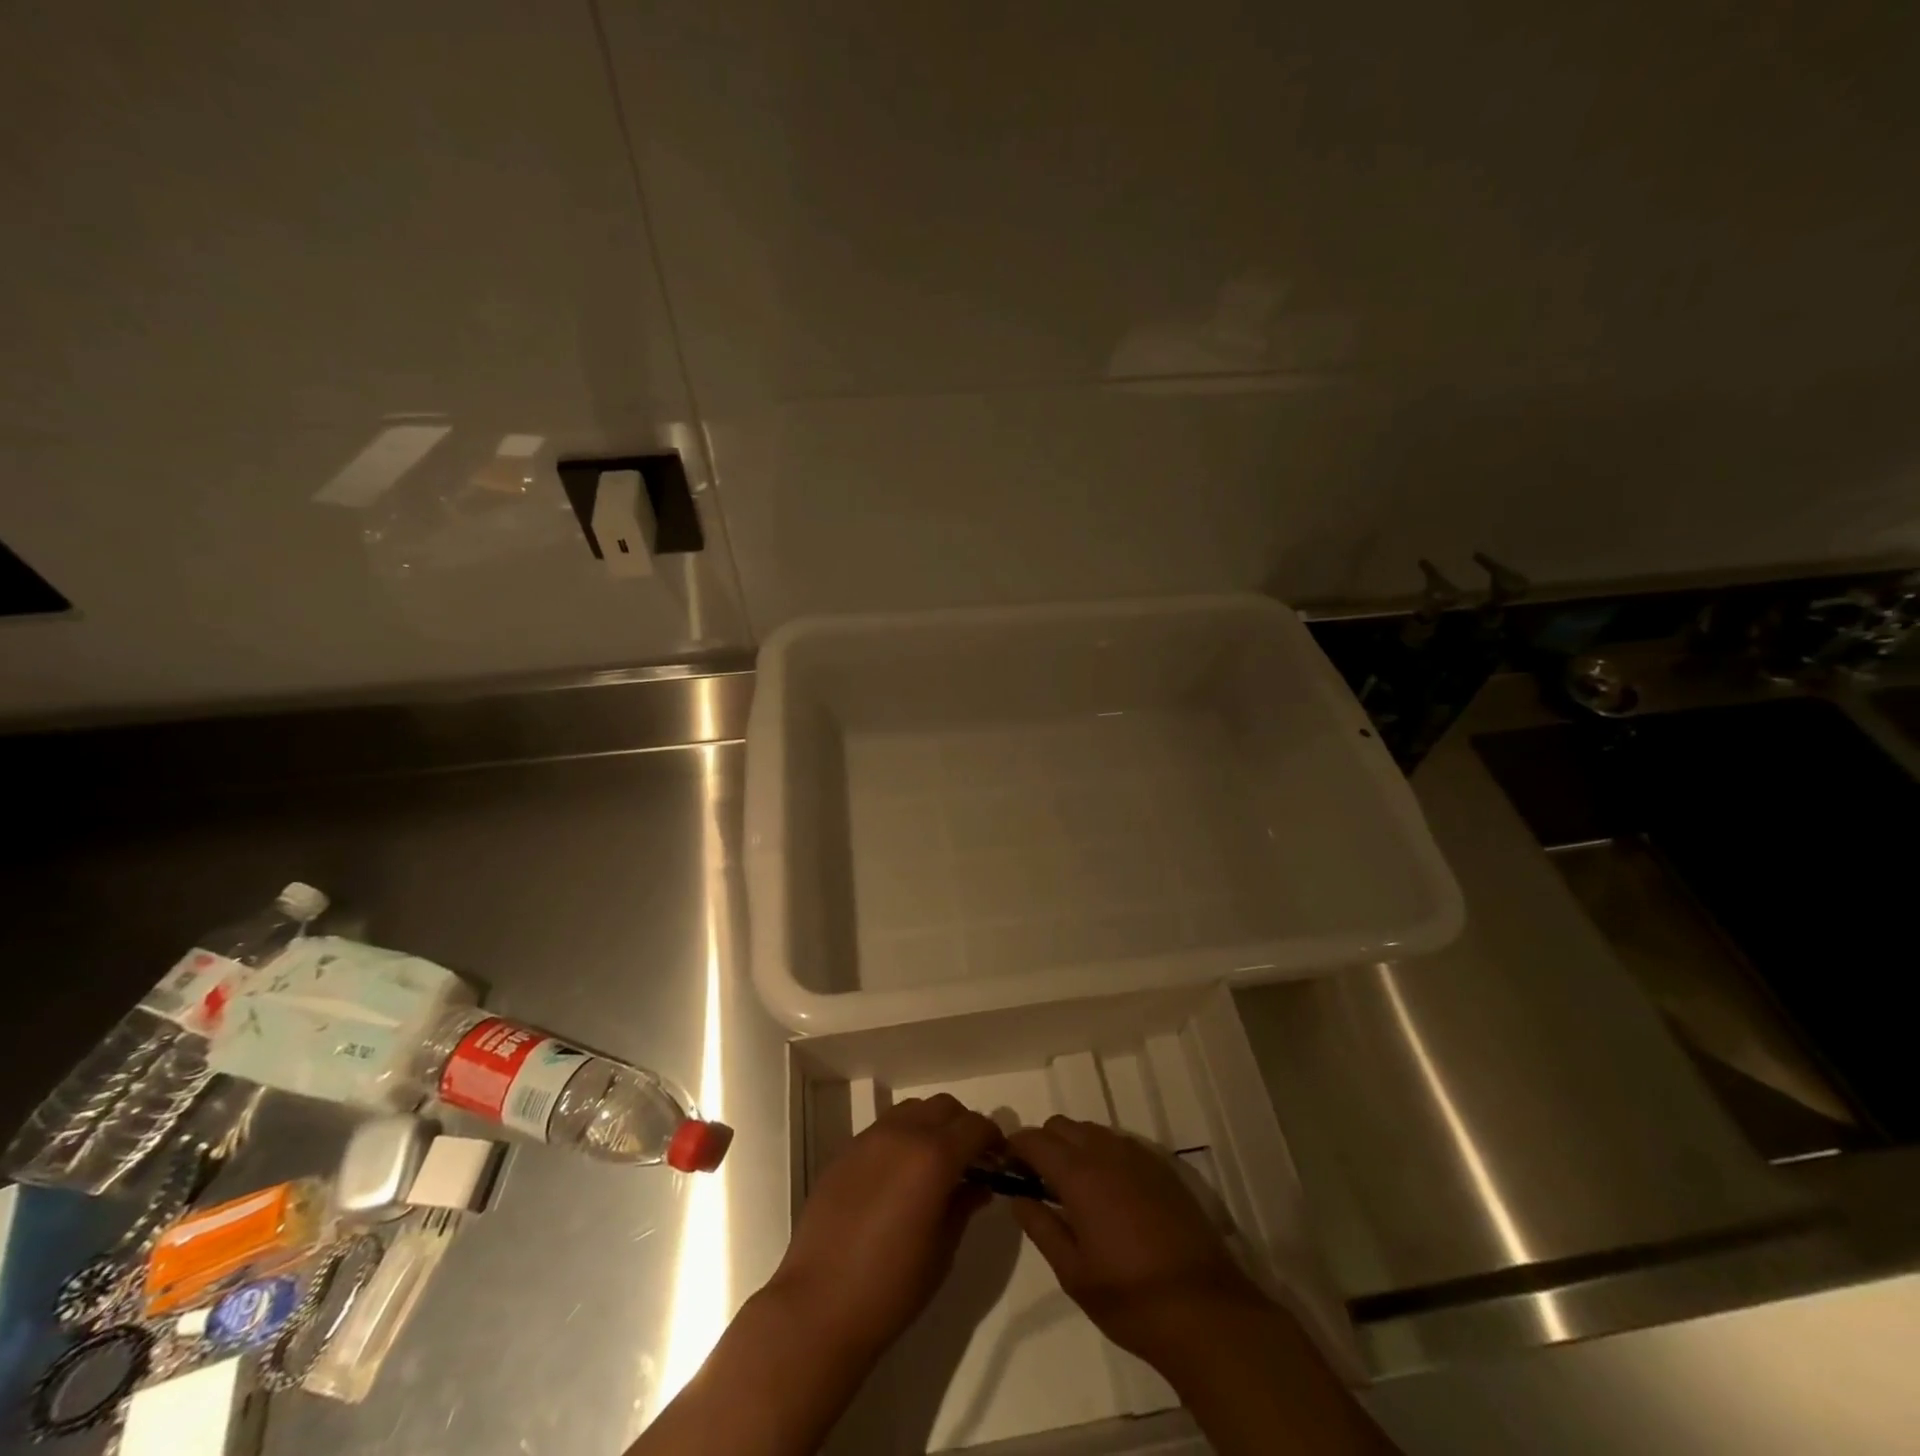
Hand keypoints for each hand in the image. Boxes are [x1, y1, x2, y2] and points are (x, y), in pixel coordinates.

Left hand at [768, 1093, 1003, 1358]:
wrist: (819, 1305)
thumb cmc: (892, 1286)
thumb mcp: (942, 1249)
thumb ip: (964, 1205)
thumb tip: (979, 1183)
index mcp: (933, 1156)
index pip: (975, 1126)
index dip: (993, 1139)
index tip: (999, 1160)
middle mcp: (902, 1134)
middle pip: (944, 1107)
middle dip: (964, 1126)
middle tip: (970, 1160)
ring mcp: (870, 1138)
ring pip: (913, 1110)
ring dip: (932, 1125)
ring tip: (934, 1163)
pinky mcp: (846, 1150)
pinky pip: (884, 1128)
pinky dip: (903, 1137)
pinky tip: (899, 1175)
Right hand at [1007, 1117, 1266, 1366]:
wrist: (1205, 1311)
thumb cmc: (1130, 1298)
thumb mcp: (1073, 1273)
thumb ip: (1041, 1227)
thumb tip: (1018, 1197)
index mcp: (1079, 1174)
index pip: (1034, 1139)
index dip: (1015, 1148)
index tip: (1008, 1168)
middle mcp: (1106, 1152)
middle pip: (1062, 1126)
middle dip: (1044, 1144)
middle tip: (1039, 1182)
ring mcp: (1138, 1157)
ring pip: (1092, 1131)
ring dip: (1074, 1147)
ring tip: (1074, 1190)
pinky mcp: (1162, 1169)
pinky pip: (1120, 1145)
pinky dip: (1103, 1156)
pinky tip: (1110, 1194)